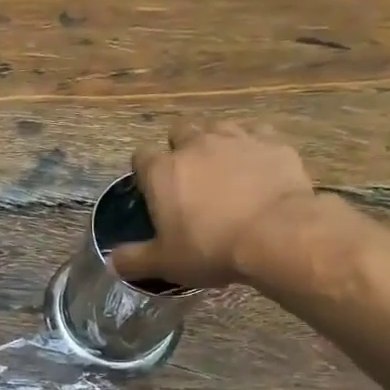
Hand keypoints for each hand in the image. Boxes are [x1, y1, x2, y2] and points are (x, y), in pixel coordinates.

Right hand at [111, 121, 320, 288]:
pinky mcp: (272, 142)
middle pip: (179, 131)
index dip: (144, 172)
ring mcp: (236, 139)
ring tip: (223, 168)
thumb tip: (111, 262)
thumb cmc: (212, 248)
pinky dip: (253, 147)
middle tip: (189, 178)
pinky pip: (258, 134)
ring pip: (218, 127)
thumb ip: (134, 260)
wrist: (277, 235)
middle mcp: (195, 145)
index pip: (140, 157)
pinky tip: (258, 167)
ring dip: (215, 142)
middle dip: (180, 148)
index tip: (152, 191)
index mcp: (162, 171)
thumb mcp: (165, 263)